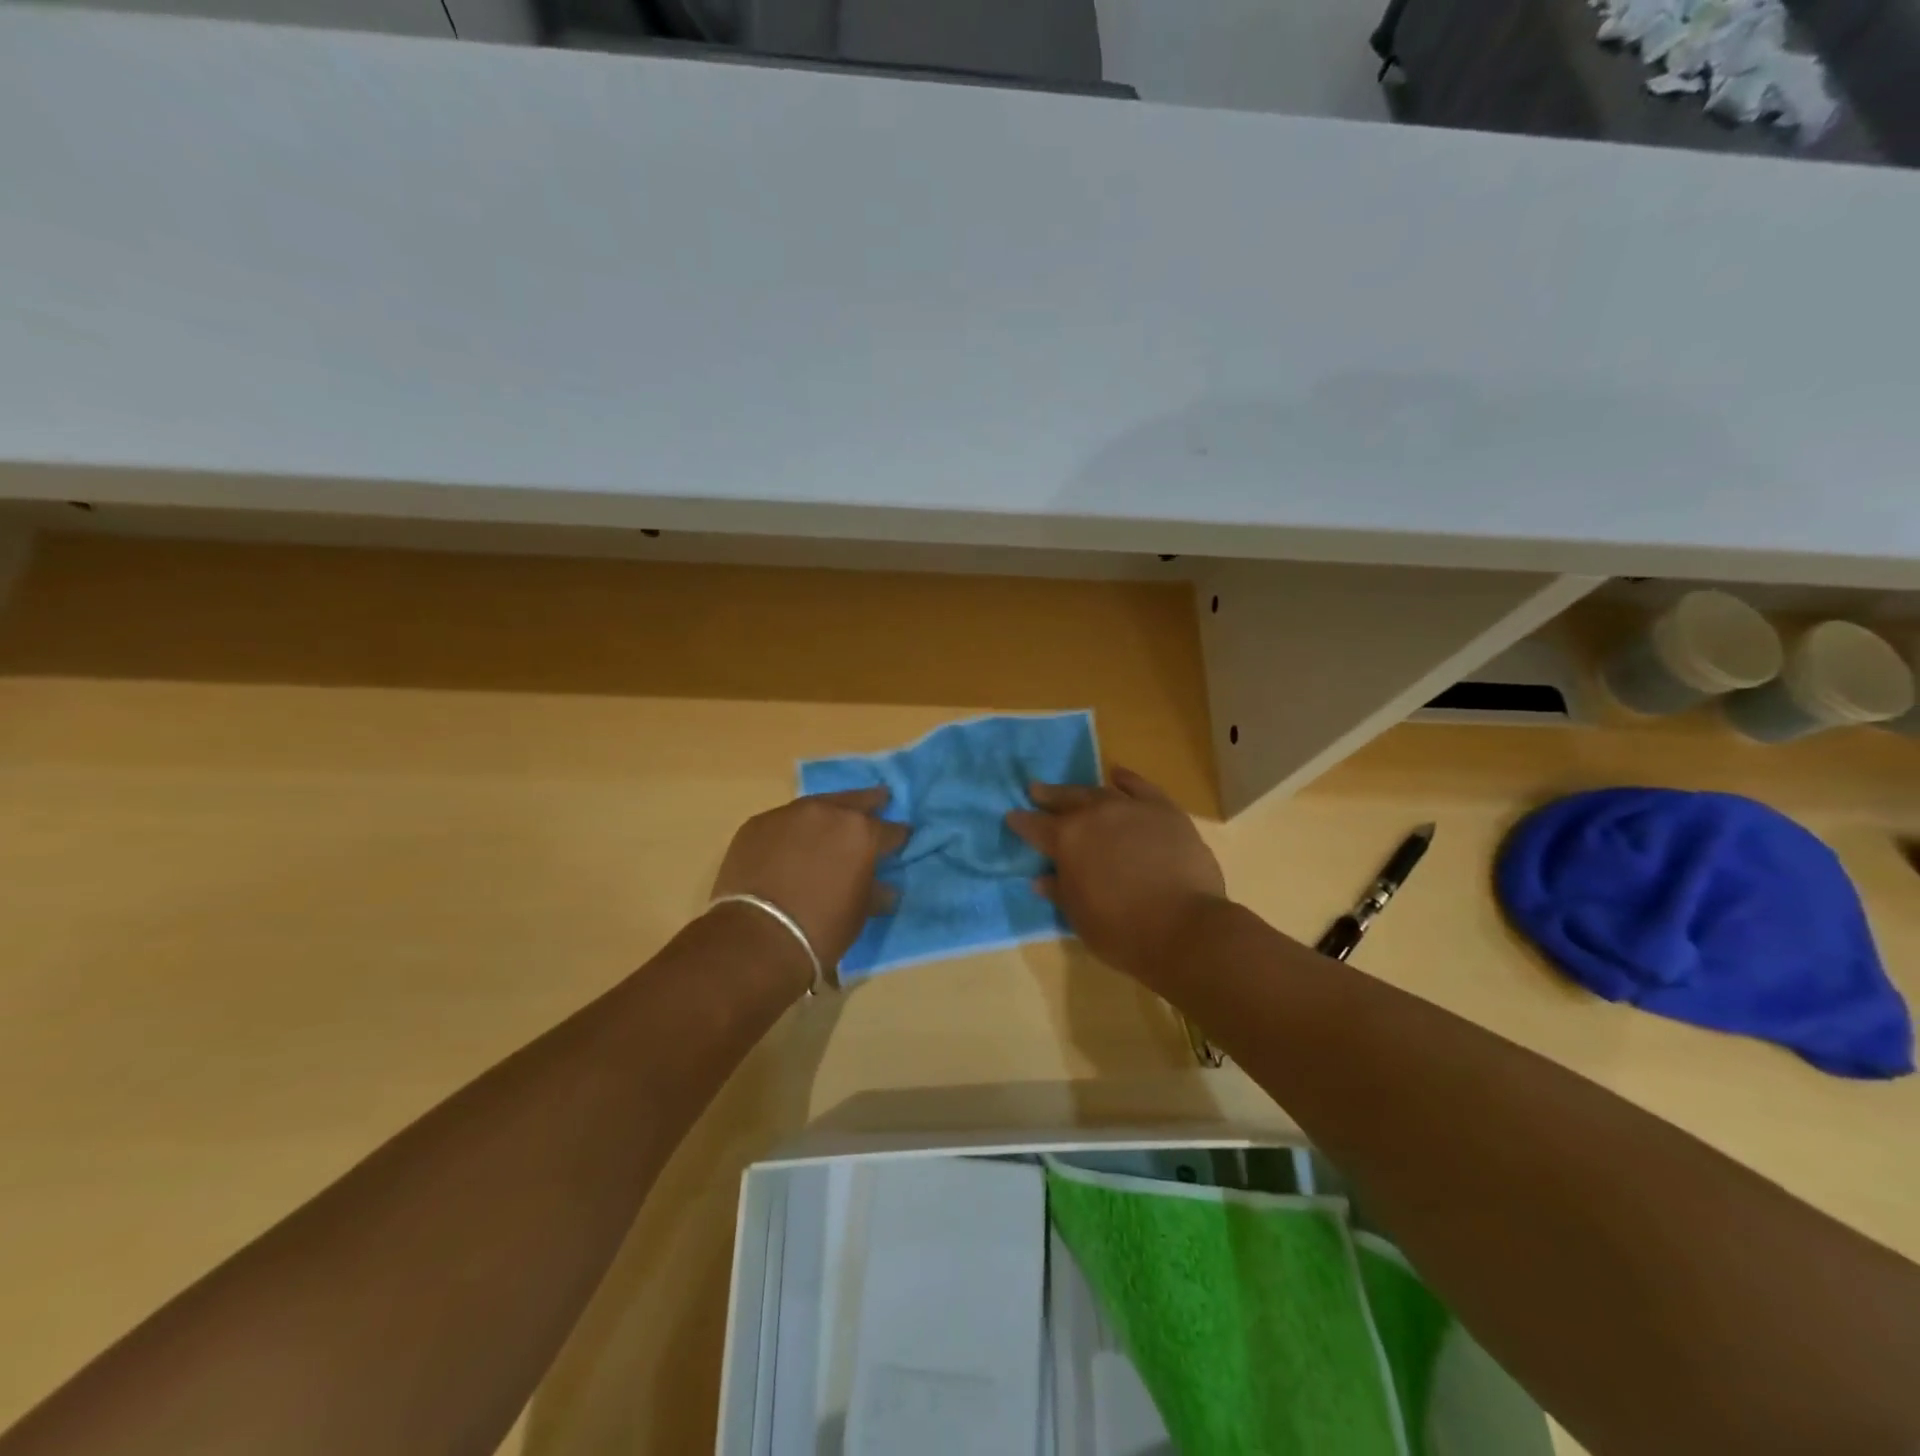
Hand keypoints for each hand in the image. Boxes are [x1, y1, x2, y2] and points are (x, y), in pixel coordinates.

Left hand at [711, 786, 908, 973]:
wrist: (757, 938)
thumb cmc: (821, 929)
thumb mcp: (860, 913)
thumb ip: (875, 892)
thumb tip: (885, 888)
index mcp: (862, 833)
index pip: (890, 830)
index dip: (898, 836)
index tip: (901, 838)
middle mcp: (829, 813)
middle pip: (855, 800)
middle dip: (871, 802)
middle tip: (880, 800)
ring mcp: (790, 815)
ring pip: (817, 806)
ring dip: (828, 813)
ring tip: (833, 819)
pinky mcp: (757, 824)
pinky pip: (784, 822)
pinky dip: (793, 829)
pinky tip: (792, 841)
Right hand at [1007, 766, 1226, 984]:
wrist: (1183, 927)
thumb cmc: (1121, 930)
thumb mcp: (1079, 916)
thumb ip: (1060, 891)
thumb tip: (1042, 879)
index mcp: (1066, 840)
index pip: (1034, 826)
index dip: (1021, 822)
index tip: (1012, 817)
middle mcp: (1094, 815)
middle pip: (1066, 799)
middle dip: (1048, 796)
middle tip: (1036, 790)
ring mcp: (1130, 808)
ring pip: (1100, 792)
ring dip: (1083, 790)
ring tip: (1074, 790)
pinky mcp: (1164, 810)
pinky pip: (1141, 787)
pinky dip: (1127, 779)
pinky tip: (1118, 775)